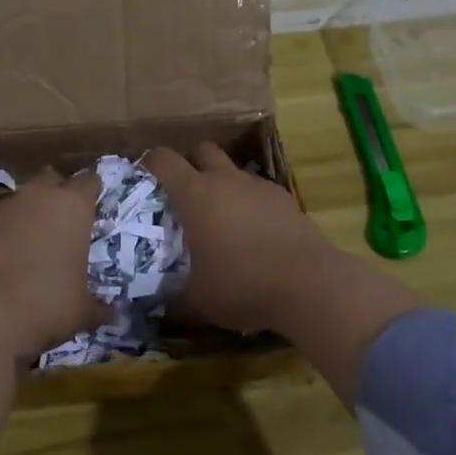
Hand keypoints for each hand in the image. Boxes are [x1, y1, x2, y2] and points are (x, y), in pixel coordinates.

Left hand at [0, 168, 107, 359]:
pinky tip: (2, 254)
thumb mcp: (81, 311)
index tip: (94, 206)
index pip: (89, 181)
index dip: (92, 191)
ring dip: (29, 211)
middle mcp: (39, 196)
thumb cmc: (46, 304)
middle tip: (63, 220)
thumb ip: (100, 308)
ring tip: (31, 240)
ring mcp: (4, 205)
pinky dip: (3, 228)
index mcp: (73, 206)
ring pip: (22, 197)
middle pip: (52, 179)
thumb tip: (116, 316)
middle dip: (58, 193)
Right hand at [145, 144, 338, 334]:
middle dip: (191, 163)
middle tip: (186, 192)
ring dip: (223, 184)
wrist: (310, 284)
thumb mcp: (198, 300)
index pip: (164, 159)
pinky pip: (258, 191)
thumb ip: (173, 296)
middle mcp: (225, 180)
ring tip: (222, 219)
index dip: (151, 162)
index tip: (145, 175)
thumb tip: (157, 304)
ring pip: (233, 170)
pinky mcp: (285, 198)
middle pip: (202, 150)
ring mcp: (258, 186)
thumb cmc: (243, 286)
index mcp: (195, 194)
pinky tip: (255, 233)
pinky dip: (250, 203)